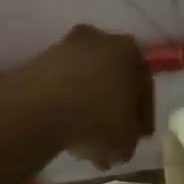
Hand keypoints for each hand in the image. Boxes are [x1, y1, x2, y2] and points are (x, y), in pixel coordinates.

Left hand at [23, 25, 154, 170]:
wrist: (40, 107)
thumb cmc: (96, 117)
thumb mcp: (127, 139)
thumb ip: (131, 137)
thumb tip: (124, 140)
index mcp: (129, 49)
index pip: (143, 84)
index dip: (142, 114)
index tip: (139, 136)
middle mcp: (100, 39)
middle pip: (112, 80)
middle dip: (112, 111)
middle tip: (111, 140)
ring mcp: (66, 48)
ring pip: (86, 83)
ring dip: (88, 111)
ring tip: (86, 144)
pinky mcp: (40, 62)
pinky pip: (62, 87)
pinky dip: (66, 107)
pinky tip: (65, 133)